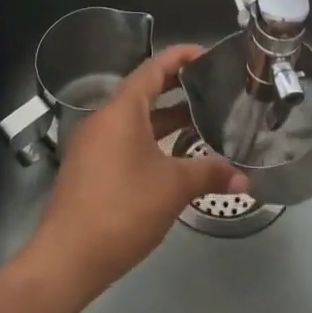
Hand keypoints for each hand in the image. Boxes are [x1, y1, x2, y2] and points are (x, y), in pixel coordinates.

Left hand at [17, 44, 246, 302]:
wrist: (67, 258)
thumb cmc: (122, 209)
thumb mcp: (173, 187)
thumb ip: (210, 173)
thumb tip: (244, 177)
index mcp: (121, 111)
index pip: (153, 69)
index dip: (180, 57)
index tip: (207, 53)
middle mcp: (103, 119)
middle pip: (143, 92)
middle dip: (177, 87)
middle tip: (211, 86)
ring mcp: (93, 145)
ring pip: (134, 120)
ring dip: (165, 118)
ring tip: (201, 121)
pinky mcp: (90, 169)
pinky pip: (124, 141)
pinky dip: (151, 139)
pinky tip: (174, 157)